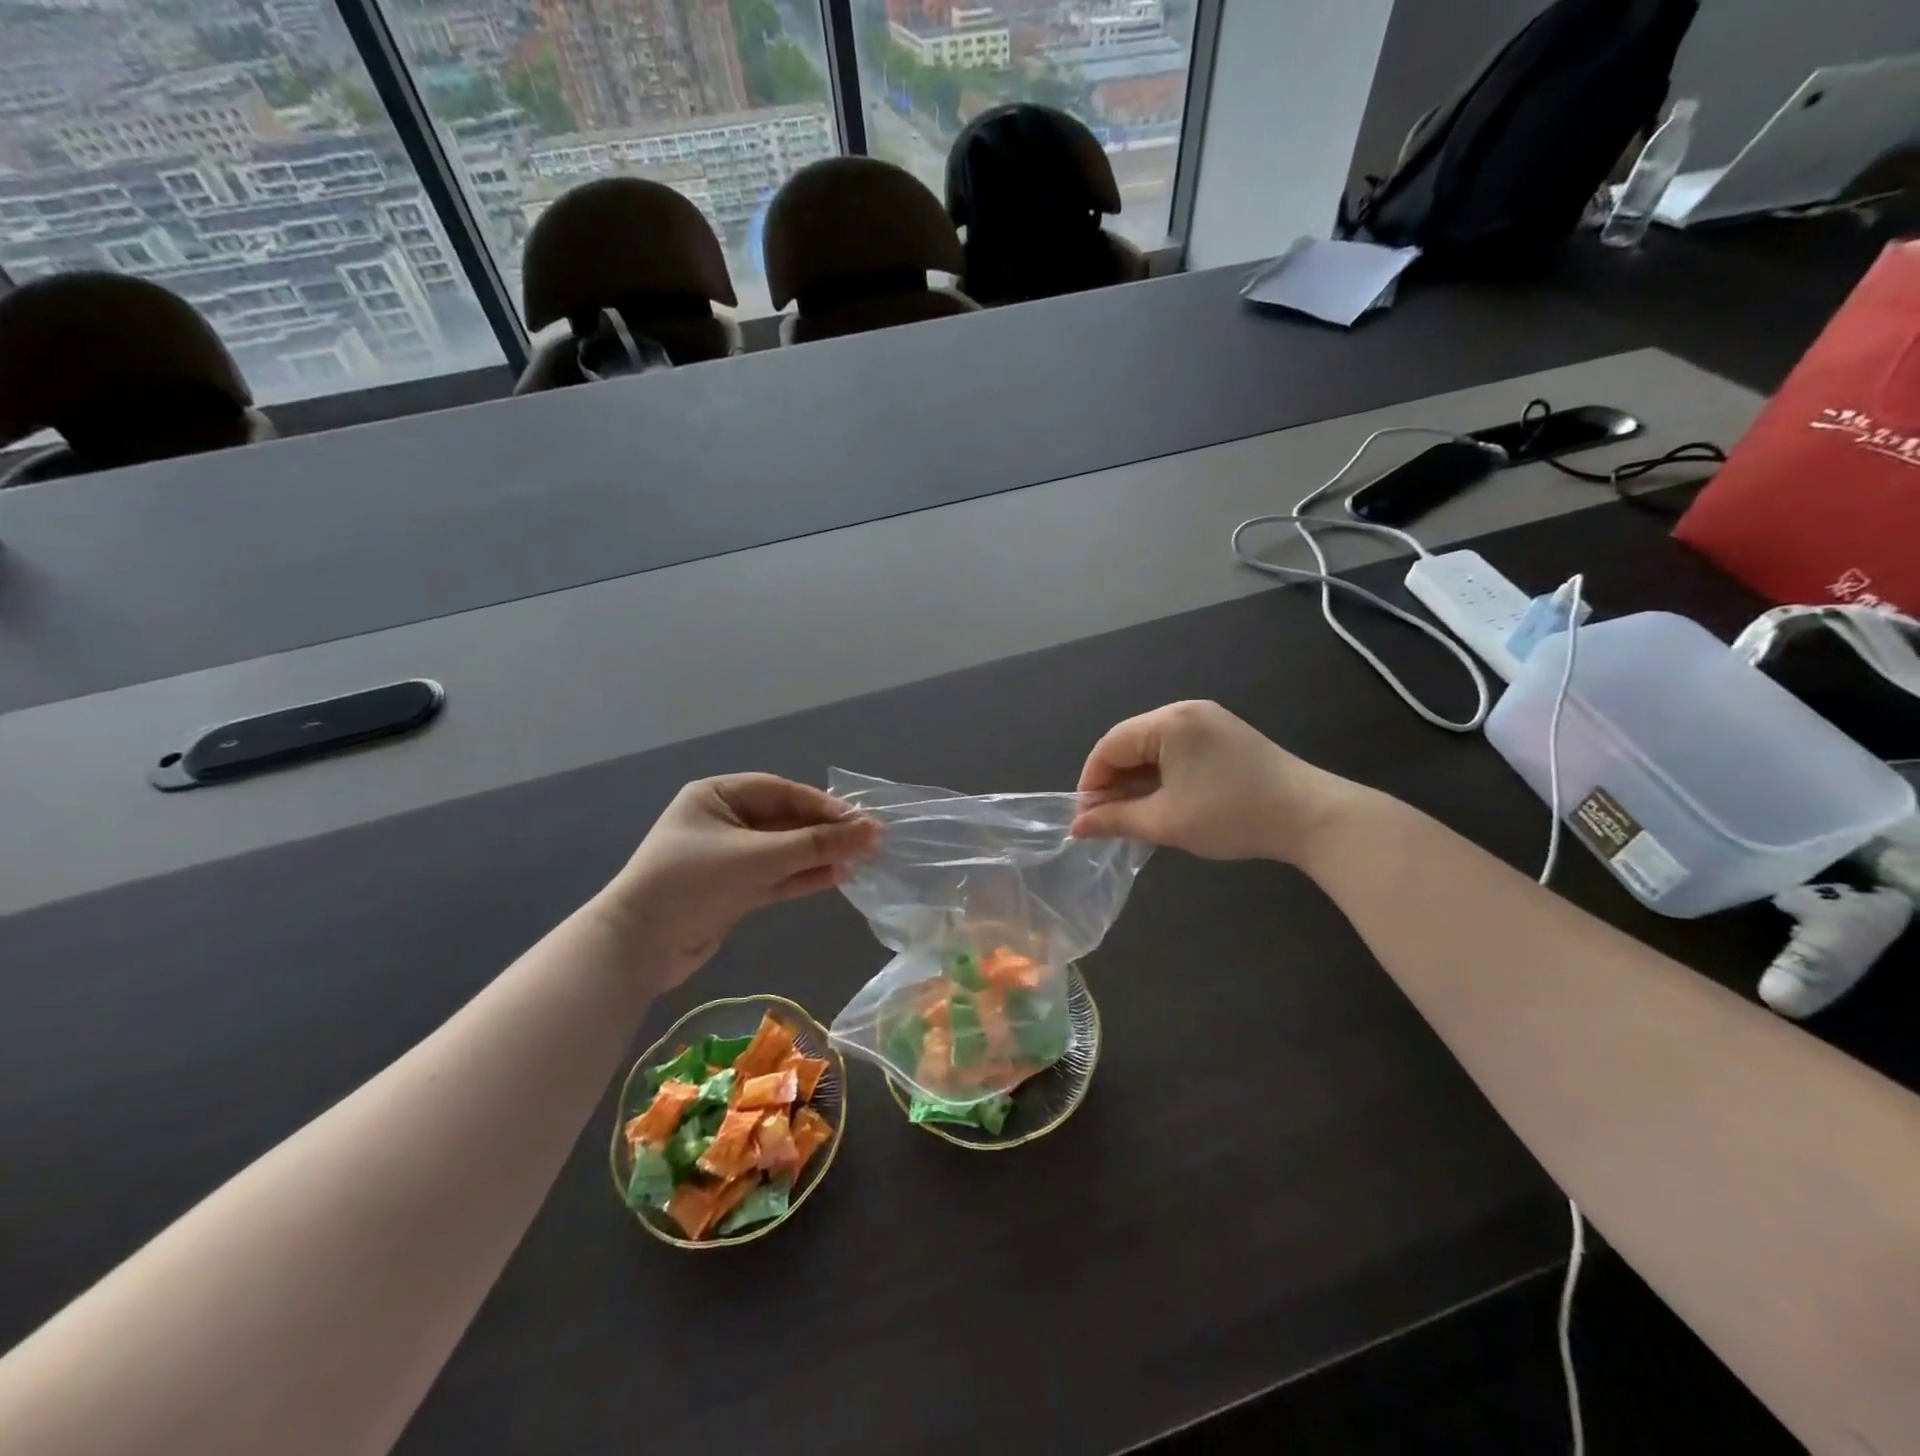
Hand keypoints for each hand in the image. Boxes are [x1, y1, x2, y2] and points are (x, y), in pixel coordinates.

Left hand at [603, 775, 877, 983]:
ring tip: (861, 861)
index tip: (862, 821)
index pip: (782, 792)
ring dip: (819, 856)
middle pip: (786, 821)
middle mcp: (723, 821)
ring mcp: (728, 858)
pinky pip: (776, 876)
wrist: (637, 947)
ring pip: (784, 851)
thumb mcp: (758, 857)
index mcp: (717, 796)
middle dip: (825, 833)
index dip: (824, 806)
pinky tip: (837, 877)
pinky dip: (803, 877)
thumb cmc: (693, 882)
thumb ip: (816, 844)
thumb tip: (871, 831)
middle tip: (869, 842)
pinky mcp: (733, 890)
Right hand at [1070, 701, 1358, 862]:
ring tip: (1133, 813)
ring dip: (1138, 778)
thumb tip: (1076, 826)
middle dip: (1114, 780)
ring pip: (1154, 746)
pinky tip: (1163, 799)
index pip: (1110, 745)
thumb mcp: (1166, 822)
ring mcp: (1209, 720)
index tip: (1085, 816)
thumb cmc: (1232, 816)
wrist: (1311, 817)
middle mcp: (1186, 711)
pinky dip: (1162, 773)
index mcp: (1169, 722)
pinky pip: (1177, 749)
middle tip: (1108, 818)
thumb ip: (1115, 820)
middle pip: (1131, 742)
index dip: (1091, 781)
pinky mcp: (1226, 734)